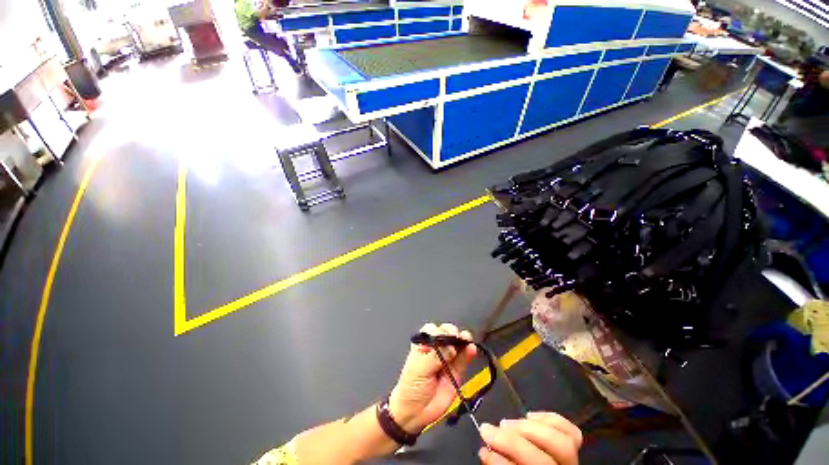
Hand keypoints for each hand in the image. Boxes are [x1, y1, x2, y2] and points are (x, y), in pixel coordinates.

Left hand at [388, 323, 476, 432]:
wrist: (417, 413)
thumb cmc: (411, 387)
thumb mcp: (419, 369)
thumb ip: (434, 357)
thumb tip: (451, 348)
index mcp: (423, 344)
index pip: (432, 330)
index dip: (438, 330)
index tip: (443, 336)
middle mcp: (436, 348)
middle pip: (446, 333)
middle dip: (452, 332)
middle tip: (455, 337)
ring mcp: (448, 358)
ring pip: (457, 343)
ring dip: (463, 338)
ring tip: (466, 339)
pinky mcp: (457, 370)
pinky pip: (465, 358)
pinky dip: (470, 352)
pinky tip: (472, 349)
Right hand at [478, 412, 582, 464]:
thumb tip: (485, 451)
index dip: (503, 463)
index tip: (485, 450)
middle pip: (542, 459)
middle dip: (512, 442)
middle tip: (489, 430)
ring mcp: (573, 461)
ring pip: (560, 443)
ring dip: (528, 429)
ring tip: (506, 423)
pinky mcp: (574, 447)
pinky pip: (571, 431)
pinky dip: (549, 419)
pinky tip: (530, 416)